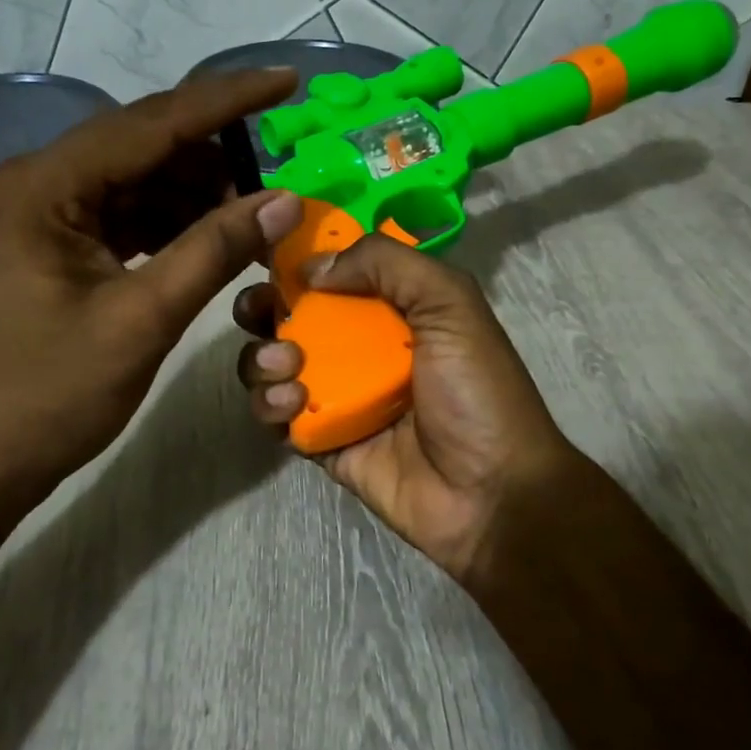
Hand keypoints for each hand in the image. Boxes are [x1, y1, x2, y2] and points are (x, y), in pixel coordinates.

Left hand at [0, 70, 304, 514]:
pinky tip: (212, 237)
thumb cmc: (48, 395)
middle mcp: (36, 183)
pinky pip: (124, 213)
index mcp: (42, 186)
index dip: (226, 100)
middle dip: (214, 155)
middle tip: (279, 171)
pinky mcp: (53, 244)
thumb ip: (214, 250)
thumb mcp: (141, 320)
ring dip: (197, 192)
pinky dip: (171, 221)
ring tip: (255, 213)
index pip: (150, 123)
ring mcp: (42, 214)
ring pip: (137, 179)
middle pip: (142, 145)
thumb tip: (284, 199)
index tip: (286, 79)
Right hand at [233, 235, 587, 582]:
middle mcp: (361, 347)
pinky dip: (269, 405)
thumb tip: (313, 266)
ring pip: (274, 365)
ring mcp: (338, 396)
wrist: (491, 495)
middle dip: (264, 307)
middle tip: (259, 309)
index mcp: (394, 309)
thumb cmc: (477, 391)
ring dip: (263, 358)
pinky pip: (277, 417)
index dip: (298, 259)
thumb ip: (388, 264)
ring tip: (287, 366)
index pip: (335, 271)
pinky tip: (290, 405)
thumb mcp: (451, 305)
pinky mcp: (321, 442)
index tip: (268, 254)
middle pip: (292, 316)